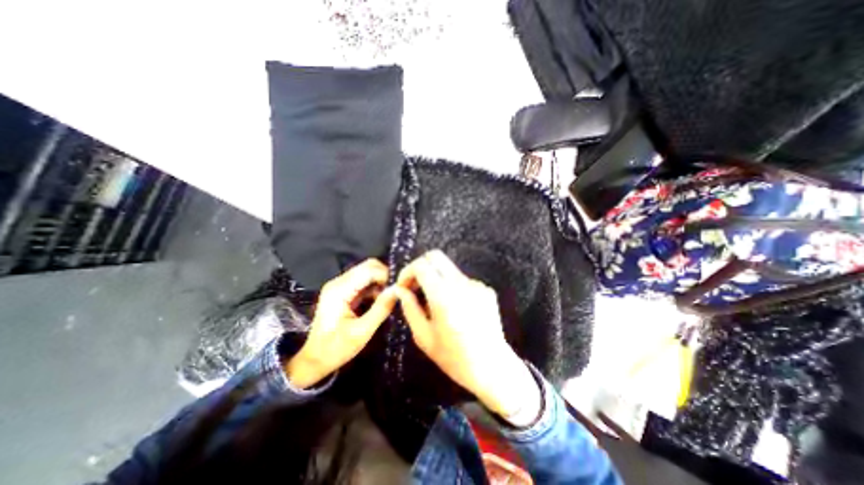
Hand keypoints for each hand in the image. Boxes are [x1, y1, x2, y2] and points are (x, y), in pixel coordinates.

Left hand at [288, 259, 400, 388]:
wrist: (314, 359)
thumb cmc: (336, 348)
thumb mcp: (362, 331)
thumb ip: (381, 308)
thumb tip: (398, 290)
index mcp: (340, 290)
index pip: (369, 270)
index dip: (386, 276)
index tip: (399, 289)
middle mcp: (339, 282)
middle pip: (368, 266)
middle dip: (384, 276)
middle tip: (395, 293)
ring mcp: (340, 285)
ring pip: (367, 272)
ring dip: (380, 282)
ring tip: (389, 298)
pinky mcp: (343, 291)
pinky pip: (364, 281)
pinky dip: (375, 287)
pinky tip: (379, 301)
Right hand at [395, 251, 541, 423]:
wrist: (492, 367)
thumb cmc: (454, 357)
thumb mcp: (424, 337)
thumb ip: (409, 308)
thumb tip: (399, 290)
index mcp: (444, 295)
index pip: (422, 265)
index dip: (408, 271)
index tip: (404, 286)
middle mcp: (461, 283)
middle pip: (436, 256)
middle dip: (421, 267)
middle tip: (415, 286)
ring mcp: (476, 284)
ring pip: (449, 269)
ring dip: (436, 279)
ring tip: (434, 303)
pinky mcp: (486, 289)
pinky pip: (462, 280)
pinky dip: (452, 287)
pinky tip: (454, 308)